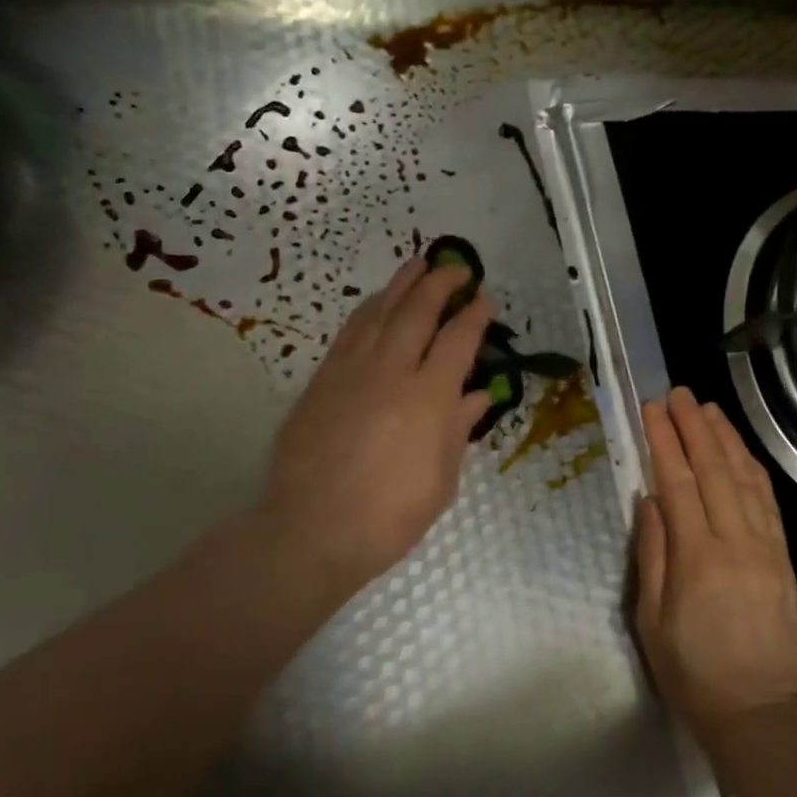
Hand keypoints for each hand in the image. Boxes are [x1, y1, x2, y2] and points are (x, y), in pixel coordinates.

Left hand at [254, 258, 493, 622]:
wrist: (311, 531)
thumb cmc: (389, 516)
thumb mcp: (441, 480)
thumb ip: (458, 429)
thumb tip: (477, 394)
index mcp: (429, 398)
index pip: (458, 341)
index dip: (474, 316)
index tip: (485, 300)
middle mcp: (391, 372)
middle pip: (418, 312)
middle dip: (440, 284)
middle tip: (456, 267)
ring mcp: (350, 372)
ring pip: (379, 313)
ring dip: (402, 285)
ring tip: (418, 265)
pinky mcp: (321, 381)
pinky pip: (350, 332)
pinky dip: (369, 310)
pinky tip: (377, 303)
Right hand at [635, 387, 796, 747]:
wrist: (761, 712)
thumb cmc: (694, 674)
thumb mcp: (653, 622)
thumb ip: (653, 555)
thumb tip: (650, 501)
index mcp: (697, 558)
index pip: (678, 483)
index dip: (664, 442)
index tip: (652, 410)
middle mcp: (735, 541)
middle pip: (714, 470)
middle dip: (694, 427)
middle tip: (679, 394)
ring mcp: (766, 546)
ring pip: (746, 478)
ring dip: (727, 439)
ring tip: (709, 409)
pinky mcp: (784, 557)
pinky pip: (768, 501)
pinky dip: (754, 468)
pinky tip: (742, 451)